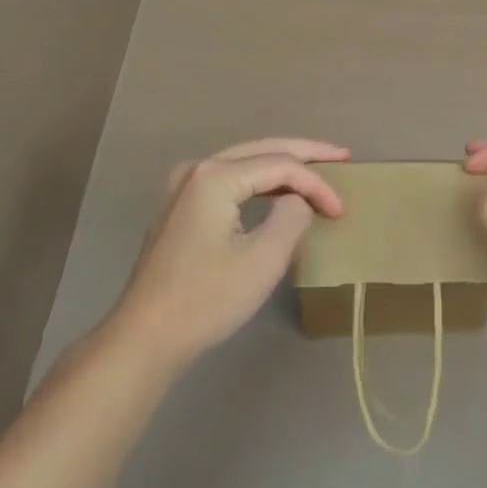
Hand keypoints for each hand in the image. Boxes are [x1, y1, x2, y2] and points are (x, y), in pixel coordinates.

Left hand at [107, 138, 348, 368]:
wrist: (144, 338)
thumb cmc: (205, 300)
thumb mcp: (263, 261)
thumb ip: (291, 217)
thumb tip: (296, 201)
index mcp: (215, 176)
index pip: (280, 165)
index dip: (316, 184)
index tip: (341, 212)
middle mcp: (197, 169)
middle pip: (262, 149)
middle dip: (305, 153)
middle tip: (342, 156)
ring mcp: (183, 186)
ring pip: (244, 161)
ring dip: (282, 165)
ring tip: (318, 168)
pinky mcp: (179, 206)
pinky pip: (229, 179)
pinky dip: (259, 180)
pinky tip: (278, 190)